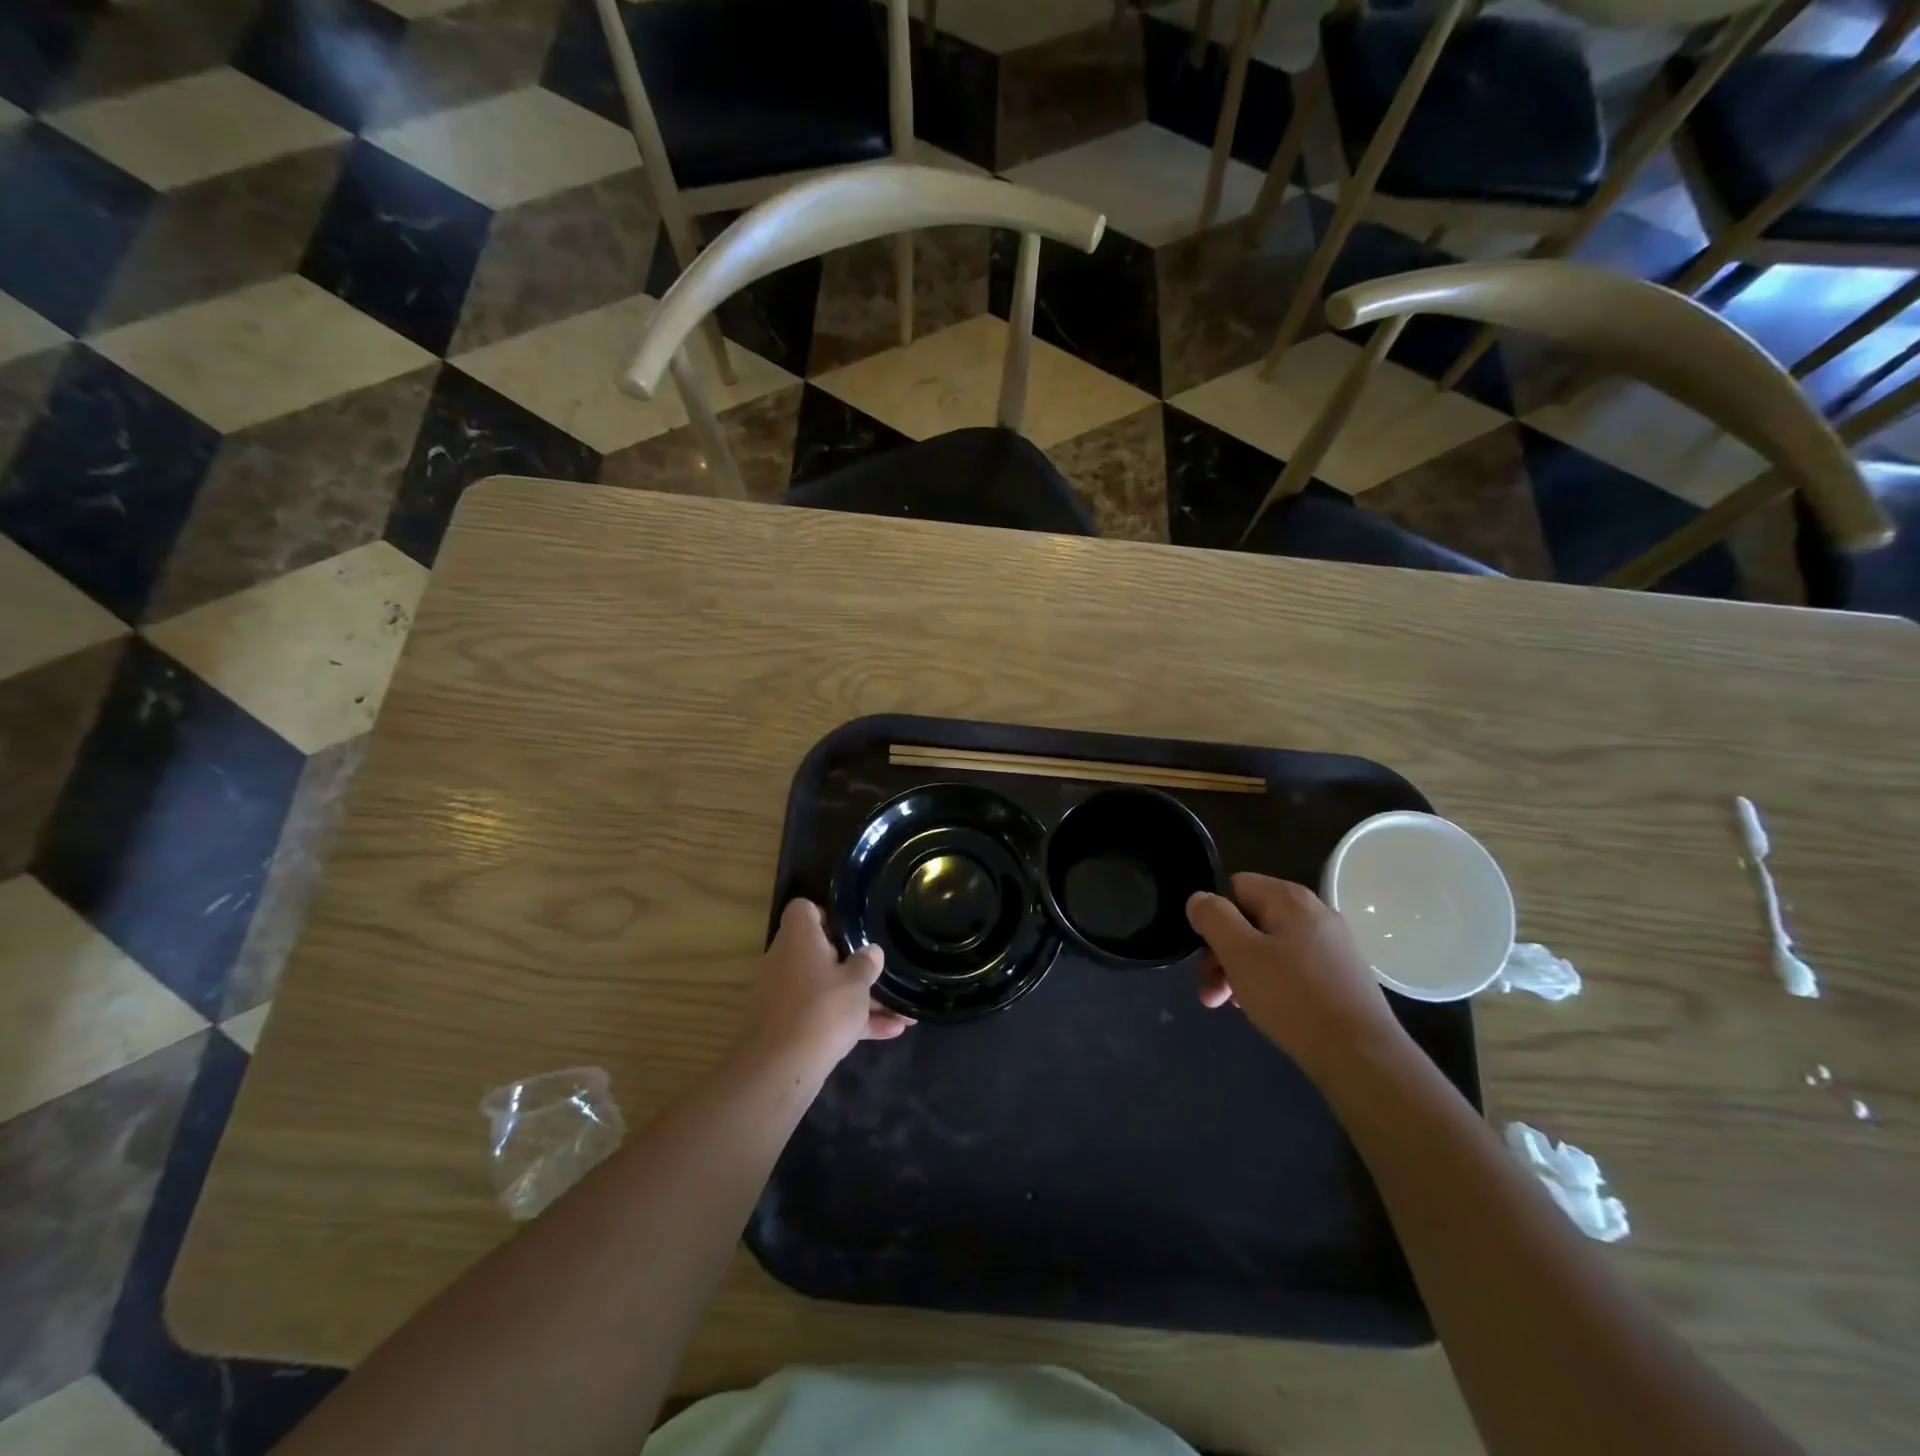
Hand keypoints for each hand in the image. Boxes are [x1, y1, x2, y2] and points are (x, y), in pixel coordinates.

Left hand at [744, 900, 912, 1070]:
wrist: (780, 1069)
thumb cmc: (821, 1009)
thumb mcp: (856, 983)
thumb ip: (867, 964)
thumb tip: (871, 951)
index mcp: (798, 938)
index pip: (804, 910)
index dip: (828, 915)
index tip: (854, 930)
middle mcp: (786, 961)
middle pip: (820, 952)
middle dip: (853, 964)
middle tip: (882, 971)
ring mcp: (785, 995)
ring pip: (826, 987)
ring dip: (861, 998)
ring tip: (902, 1010)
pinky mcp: (789, 1026)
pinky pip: (824, 1014)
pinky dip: (851, 1021)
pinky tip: (891, 1032)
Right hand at [1187, 873, 1404, 1079]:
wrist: (1362, 1057)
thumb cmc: (1293, 997)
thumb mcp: (1239, 953)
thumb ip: (1213, 917)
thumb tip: (1200, 899)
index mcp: (1290, 899)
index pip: (1235, 887)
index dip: (1215, 916)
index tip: (1206, 953)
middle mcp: (1315, 914)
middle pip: (1251, 920)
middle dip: (1223, 953)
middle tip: (1211, 993)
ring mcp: (1333, 946)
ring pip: (1269, 948)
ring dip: (1243, 973)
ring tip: (1233, 1007)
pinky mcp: (1342, 977)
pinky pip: (1293, 969)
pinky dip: (1272, 985)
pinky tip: (1265, 1011)